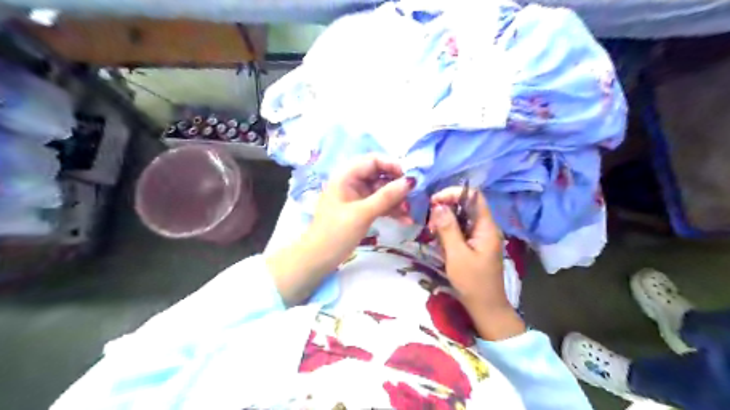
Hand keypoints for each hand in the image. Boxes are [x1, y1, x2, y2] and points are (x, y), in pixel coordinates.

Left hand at [268, 155, 415, 306]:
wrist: (318, 258)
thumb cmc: (336, 232)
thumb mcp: (363, 213)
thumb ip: (387, 196)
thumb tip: (411, 181)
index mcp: (346, 176)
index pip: (373, 160)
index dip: (392, 165)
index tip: (409, 178)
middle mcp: (352, 182)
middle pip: (379, 175)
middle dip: (397, 186)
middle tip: (412, 197)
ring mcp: (357, 197)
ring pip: (382, 191)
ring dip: (397, 200)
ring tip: (410, 212)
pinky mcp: (361, 210)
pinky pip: (380, 204)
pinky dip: (391, 210)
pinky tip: (405, 220)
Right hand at [429, 187, 523, 339]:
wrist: (486, 308)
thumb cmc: (473, 283)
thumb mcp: (457, 255)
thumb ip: (448, 228)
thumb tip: (438, 205)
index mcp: (486, 227)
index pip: (473, 196)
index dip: (453, 194)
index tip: (434, 202)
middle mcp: (485, 228)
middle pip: (465, 206)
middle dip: (446, 209)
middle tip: (430, 224)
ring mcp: (480, 236)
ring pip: (461, 218)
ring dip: (445, 222)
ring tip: (432, 234)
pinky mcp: (474, 245)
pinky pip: (460, 230)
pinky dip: (448, 232)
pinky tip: (439, 242)